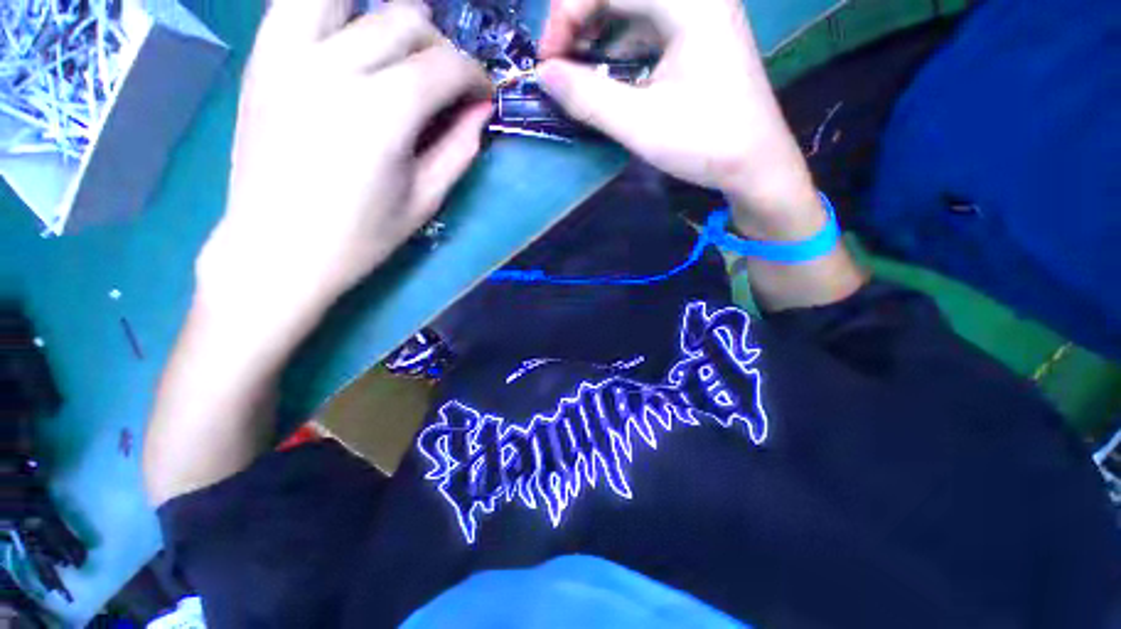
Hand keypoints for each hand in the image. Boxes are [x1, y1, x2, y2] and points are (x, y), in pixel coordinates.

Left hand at [197, 0, 491, 338]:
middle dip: (440, 47)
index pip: (445, 65)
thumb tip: (482, 109)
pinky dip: (332, 9)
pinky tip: (349, 37)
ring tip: (398, 48)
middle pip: (404, 21)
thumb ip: (459, 148)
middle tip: (447, 82)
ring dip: (386, 16)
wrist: (277, 250)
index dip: (475, 75)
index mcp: (383, 113)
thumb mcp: (425, 200)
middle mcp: (334, 67)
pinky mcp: (260, 59)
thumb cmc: (361, 237)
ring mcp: (288, 55)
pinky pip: (295, 4)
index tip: (484, 94)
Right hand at [538, 0, 819, 237]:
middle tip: (558, 59)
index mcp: (689, 2)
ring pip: (634, 6)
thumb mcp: (640, 124)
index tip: (547, 60)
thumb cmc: (704, 144)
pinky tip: (607, 67)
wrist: (754, 165)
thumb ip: (588, 97)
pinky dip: (620, 43)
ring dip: (598, 29)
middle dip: (580, 17)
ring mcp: (700, 14)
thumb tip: (544, 74)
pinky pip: (648, 24)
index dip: (567, 14)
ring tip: (575, 63)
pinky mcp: (699, 35)